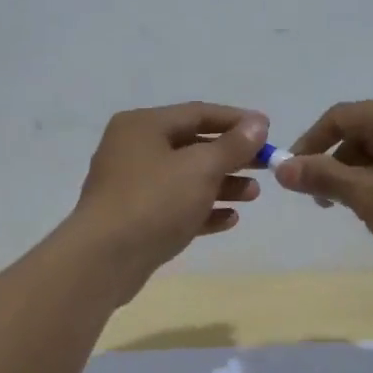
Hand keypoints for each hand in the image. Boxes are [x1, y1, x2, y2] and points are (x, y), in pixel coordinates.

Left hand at [70, 102, 268, 279]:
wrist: (104, 259)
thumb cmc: (154, 201)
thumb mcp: (201, 168)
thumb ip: (232, 145)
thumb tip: (257, 123)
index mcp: (143, 125)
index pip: (197, 112)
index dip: (235, 120)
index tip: (268, 129)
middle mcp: (133, 149)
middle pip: (192, 145)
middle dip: (231, 156)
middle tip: (266, 165)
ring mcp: (130, 185)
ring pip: (185, 178)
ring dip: (221, 184)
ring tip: (253, 195)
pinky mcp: (133, 219)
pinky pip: (174, 206)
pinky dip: (201, 209)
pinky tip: (230, 219)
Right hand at [275, 96, 372, 276]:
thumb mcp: (366, 197)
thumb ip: (322, 177)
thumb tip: (281, 166)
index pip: (337, 118)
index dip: (309, 145)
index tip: (292, 176)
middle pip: (362, 131)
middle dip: (336, 164)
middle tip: (326, 202)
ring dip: (362, 175)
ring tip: (360, 211)